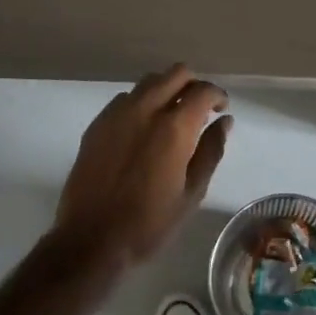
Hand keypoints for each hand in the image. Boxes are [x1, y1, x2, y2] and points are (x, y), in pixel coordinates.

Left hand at [54, 65, 231, 267]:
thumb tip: (225, 121)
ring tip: (172, 115)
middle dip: (193, 84)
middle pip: (175, 74)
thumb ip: (211, 151)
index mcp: (174, 128)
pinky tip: (142, 129)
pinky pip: (125, 99)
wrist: (91, 241)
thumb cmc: (149, 223)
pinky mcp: (97, 125)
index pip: (203, 91)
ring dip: (166, 89)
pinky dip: (141, 103)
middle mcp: (145, 110)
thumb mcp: (192, 193)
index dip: (217, 95)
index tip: (222, 108)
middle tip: (200, 106)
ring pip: (149, 82)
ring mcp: (117, 114)